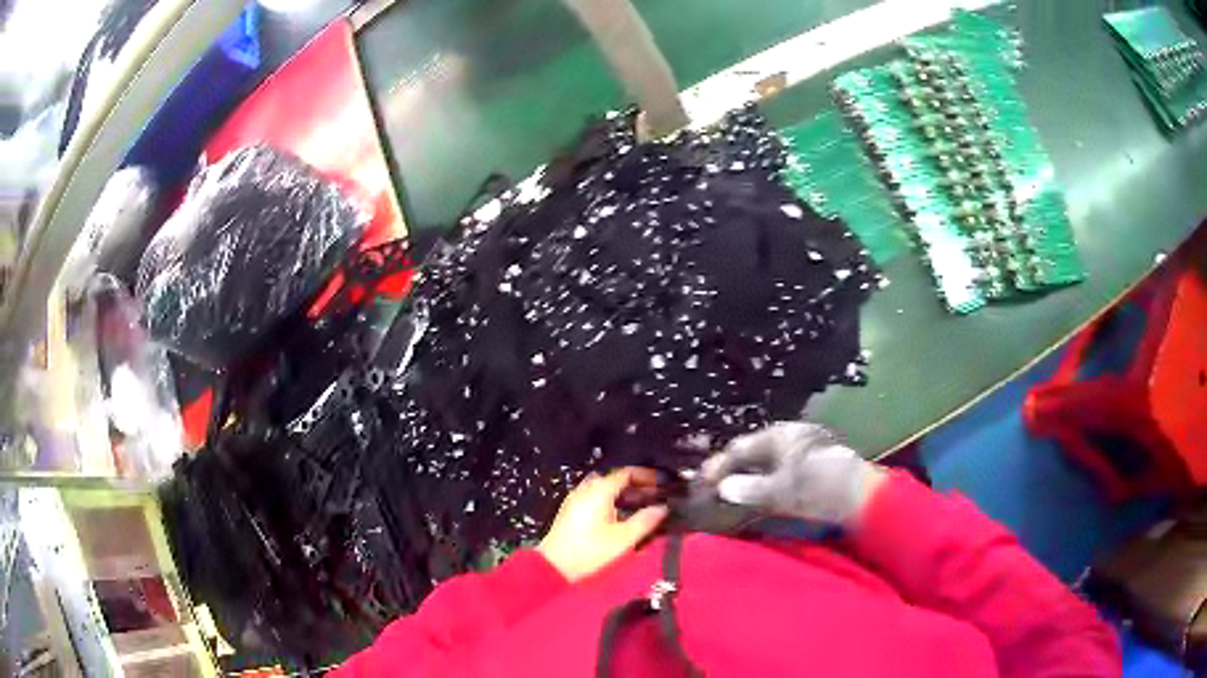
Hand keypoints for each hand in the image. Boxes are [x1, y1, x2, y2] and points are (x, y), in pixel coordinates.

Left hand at [538, 468, 668, 581]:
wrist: (555, 567)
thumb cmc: (590, 551)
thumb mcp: (623, 538)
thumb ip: (645, 521)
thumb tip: (662, 508)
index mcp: (599, 490)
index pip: (627, 473)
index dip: (647, 476)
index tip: (662, 484)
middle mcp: (586, 489)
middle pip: (616, 480)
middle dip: (637, 486)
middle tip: (655, 497)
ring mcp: (576, 500)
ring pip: (605, 490)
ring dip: (625, 495)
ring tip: (642, 507)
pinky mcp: (571, 511)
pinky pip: (596, 498)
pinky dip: (612, 502)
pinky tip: (621, 517)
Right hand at [700, 422, 885, 525]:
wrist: (861, 494)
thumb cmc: (817, 487)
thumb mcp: (779, 490)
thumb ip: (749, 488)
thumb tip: (724, 488)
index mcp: (780, 434)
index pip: (740, 447)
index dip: (720, 465)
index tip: (704, 482)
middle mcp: (793, 435)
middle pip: (755, 451)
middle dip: (736, 470)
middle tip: (719, 489)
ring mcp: (809, 447)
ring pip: (771, 460)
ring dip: (753, 476)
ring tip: (739, 495)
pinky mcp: (820, 462)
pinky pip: (785, 468)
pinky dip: (771, 480)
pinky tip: (768, 496)